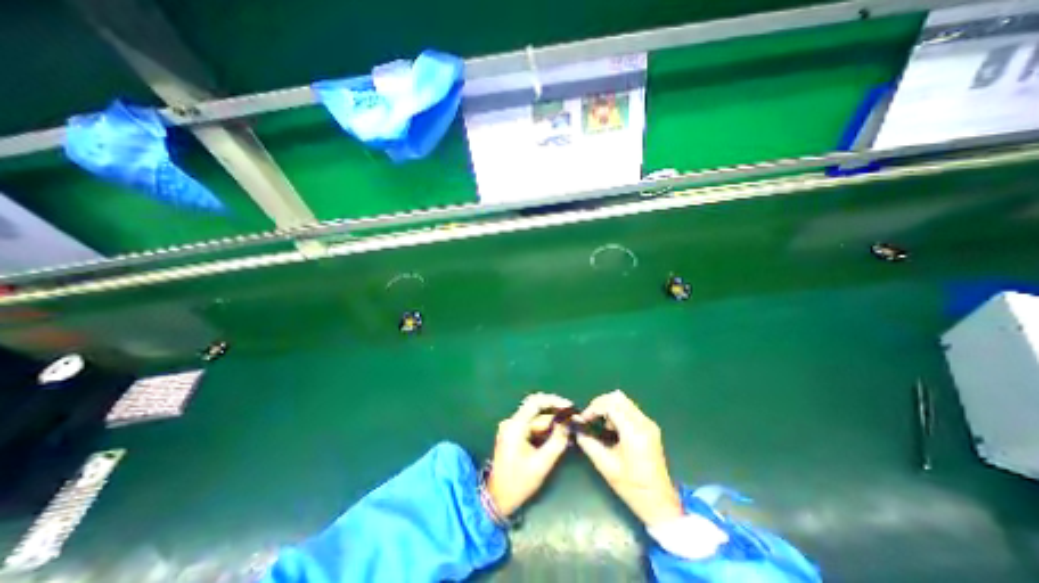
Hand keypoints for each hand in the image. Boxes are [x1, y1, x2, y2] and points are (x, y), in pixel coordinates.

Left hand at [486, 394, 570, 517]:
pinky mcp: (513, 435)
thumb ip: (557, 441)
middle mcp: (512, 422)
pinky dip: (545, 431)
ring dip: (552, 424)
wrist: (497, 500)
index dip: (554, 401)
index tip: (570, 407)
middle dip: (556, 415)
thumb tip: (569, 424)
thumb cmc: (518, 483)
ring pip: (536, 420)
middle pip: (537, 411)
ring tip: (569, 432)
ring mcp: (511, 428)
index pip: (535, 402)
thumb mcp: (542, 464)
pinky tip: (558, 437)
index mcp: (515, 426)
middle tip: (574, 421)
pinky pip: (532, 427)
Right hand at [571, 392, 688, 527]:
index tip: (584, 419)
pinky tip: (613, 429)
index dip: (594, 408)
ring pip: (624, 401)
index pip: (611, 405)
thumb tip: (577, 429)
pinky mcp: (650, 427)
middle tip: (590, 418)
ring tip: (602, 426)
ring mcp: (649, 423)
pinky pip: (630, 409)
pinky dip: (617, 412)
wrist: (659, 502)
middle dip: (600, 404)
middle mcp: (643, 422)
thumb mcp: (605, 465)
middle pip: (618, 398)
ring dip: (609, 407)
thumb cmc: (632, 486)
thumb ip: (588, 443)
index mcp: (634, 431)